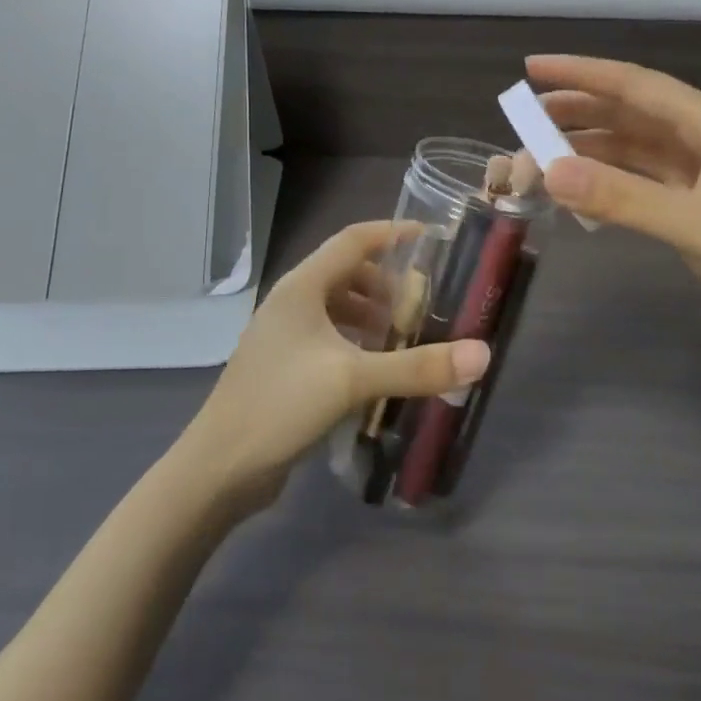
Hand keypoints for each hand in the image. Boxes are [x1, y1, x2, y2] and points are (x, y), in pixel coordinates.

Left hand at [178, 221, 490, 504]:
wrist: (219, 467)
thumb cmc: (281, 404)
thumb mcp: (353, 380)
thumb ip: (417, 367)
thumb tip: (482, 354)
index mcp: (302, 287)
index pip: (353, 240)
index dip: (391, 232)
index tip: (430, 237)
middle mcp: (291, 302)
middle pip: (346, 273)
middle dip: (386, 282)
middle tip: (422, 302)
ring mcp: (284, 336)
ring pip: (336, 307)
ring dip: (371, 313)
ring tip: (405, 334)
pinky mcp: (284, 367)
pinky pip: (328, 337)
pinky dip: (356, 340)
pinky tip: (376, 367)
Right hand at [528, 54, 700, 363]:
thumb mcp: (695, 225)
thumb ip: (621, 198)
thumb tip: (549, 172)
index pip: (634, 85)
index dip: (581, 73)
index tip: (532, 67)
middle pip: (631, 112)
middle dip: (578, 110)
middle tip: (524, 117)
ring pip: (635, 147)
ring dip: (591, 147)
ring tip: (541, 152)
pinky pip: (645, 179)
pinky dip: (612, 181)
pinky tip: (583, 189)